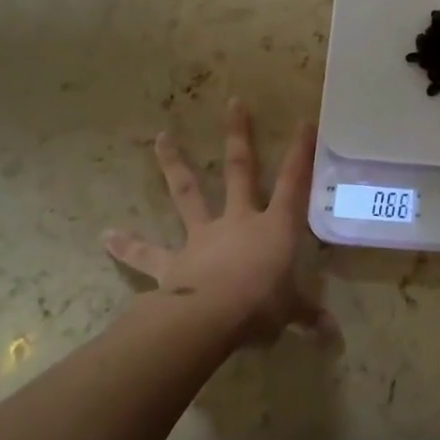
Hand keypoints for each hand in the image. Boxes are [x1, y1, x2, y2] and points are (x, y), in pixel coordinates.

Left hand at [104, 99, 336, 345]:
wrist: (210, 319)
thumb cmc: (260, 306)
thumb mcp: (291, 312)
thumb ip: (308, 316)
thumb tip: (334, 337)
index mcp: (273, 226)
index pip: (293, 182)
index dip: (300, 152)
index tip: (303, 121)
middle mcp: (237, 220)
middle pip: (239, 169)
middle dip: (238, 135)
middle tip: (233, 102)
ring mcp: (202, 237)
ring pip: (188, 193)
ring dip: (175, 164)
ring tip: (161, 137)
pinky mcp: (172, 263)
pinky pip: (147, 253)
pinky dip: (127, 245)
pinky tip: (105, 236)